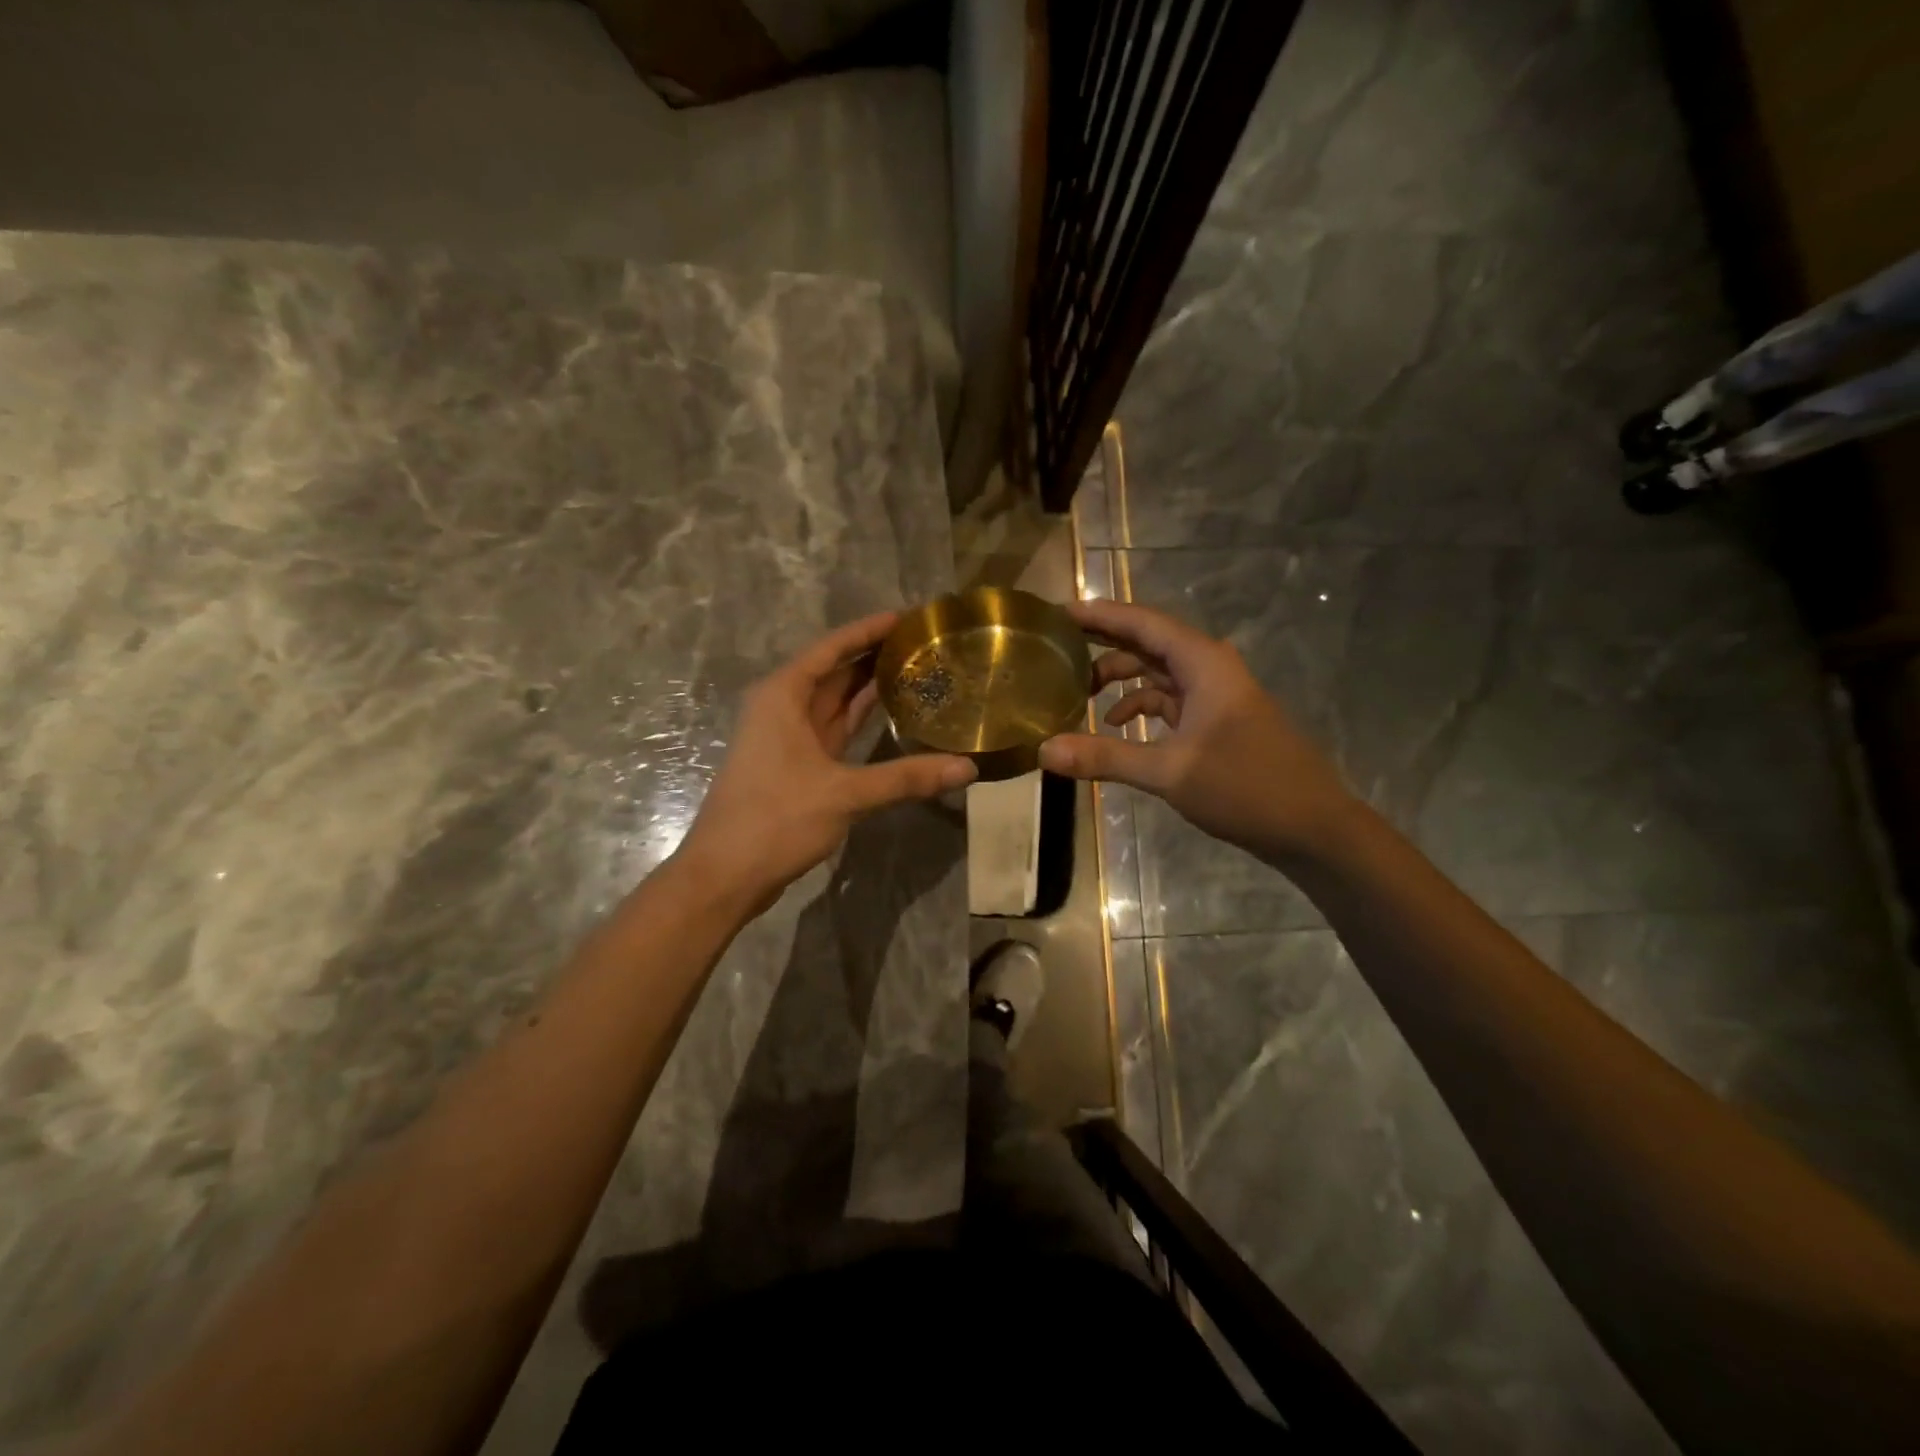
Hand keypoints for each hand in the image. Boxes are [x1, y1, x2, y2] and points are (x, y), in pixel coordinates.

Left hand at [677, 612, 976, 904]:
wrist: (726, 874)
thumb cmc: (775, 819)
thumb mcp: (844, 794)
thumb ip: (906, 777)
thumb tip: (967, 768)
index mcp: (783, 696)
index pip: (832, 648)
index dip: (868, 629)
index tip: (908, 616)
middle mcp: (783, 708)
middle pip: (835, 670)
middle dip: (874, 655)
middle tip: (925, 644)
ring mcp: (789, 738)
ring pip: (835, 700)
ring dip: (869, 686)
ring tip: (917, 670)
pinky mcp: (798, 765)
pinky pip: (834, 729)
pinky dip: (861, 720)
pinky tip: (893, 714)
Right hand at [1038, 599, 1353, 862]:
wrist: (1313, 826)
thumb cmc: (1246, 786)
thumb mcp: (1169, 771)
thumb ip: (1105, 756)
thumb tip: (1044, 750)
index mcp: (1203, 663)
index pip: (1143, 622)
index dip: (1100, 614)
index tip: (1058, 612)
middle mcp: (1209, 668)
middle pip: (1148, 642)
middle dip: (1104, 643)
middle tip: (1057, 646)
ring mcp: (1215, 695)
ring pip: (1158, 672)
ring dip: (1121, 678)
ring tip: (1077, 690)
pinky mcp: (1217, 721)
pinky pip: (1170, 700)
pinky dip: (1141, 706)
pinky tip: (1116, 726)